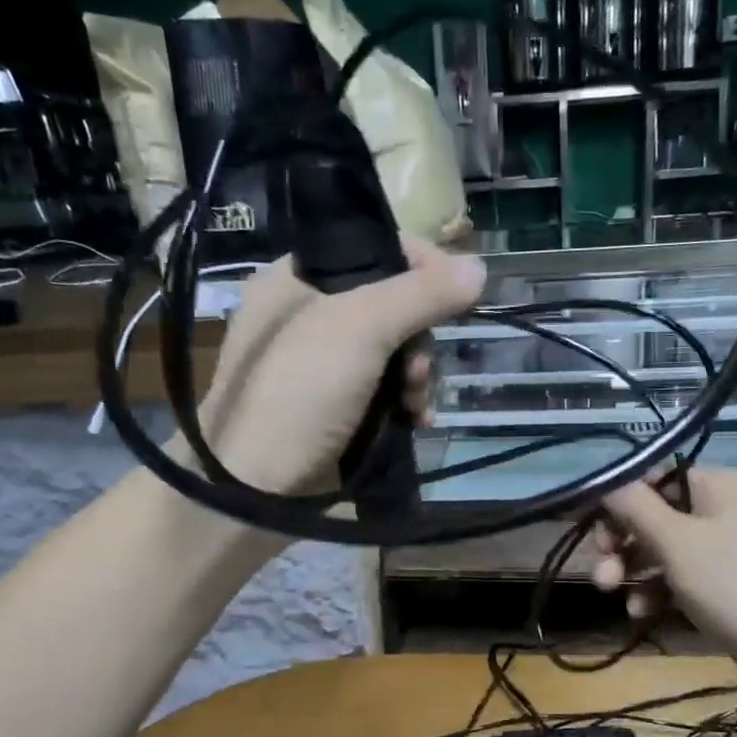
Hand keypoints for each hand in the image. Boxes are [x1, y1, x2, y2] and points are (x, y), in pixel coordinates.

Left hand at [173, 236, 486, 496]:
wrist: (257, 488)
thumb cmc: (299, 391)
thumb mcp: (360, 328)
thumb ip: (421, 294)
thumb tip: (480, 267)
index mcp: (296, 278)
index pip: (372, 248)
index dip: (420, 265)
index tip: (455, 289)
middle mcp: (309, 316)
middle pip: (392, 305)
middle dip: (418, 338)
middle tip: (416, 367)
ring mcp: (323, 367)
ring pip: (395, 352)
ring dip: (417, 376)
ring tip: (414, 403)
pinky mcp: (337, 408)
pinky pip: (387, 390)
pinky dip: (406, 402)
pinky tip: (417, 420)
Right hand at [586, 469, 736, 681]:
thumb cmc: (735, 585)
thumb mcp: (677, 542)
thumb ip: (635, 507)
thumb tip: (606, 480)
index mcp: (719, 485)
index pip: (655, 478)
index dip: (618, 502)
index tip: (589, 531)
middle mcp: (725, 507)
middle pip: (656, 515)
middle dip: (622, 544)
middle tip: (602, 574)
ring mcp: (730, 547)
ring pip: (666, 549)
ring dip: (635, 571)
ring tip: (614, 597)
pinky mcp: (731, 582)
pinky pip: (685, 576)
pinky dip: (661, 590)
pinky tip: (642, 614)